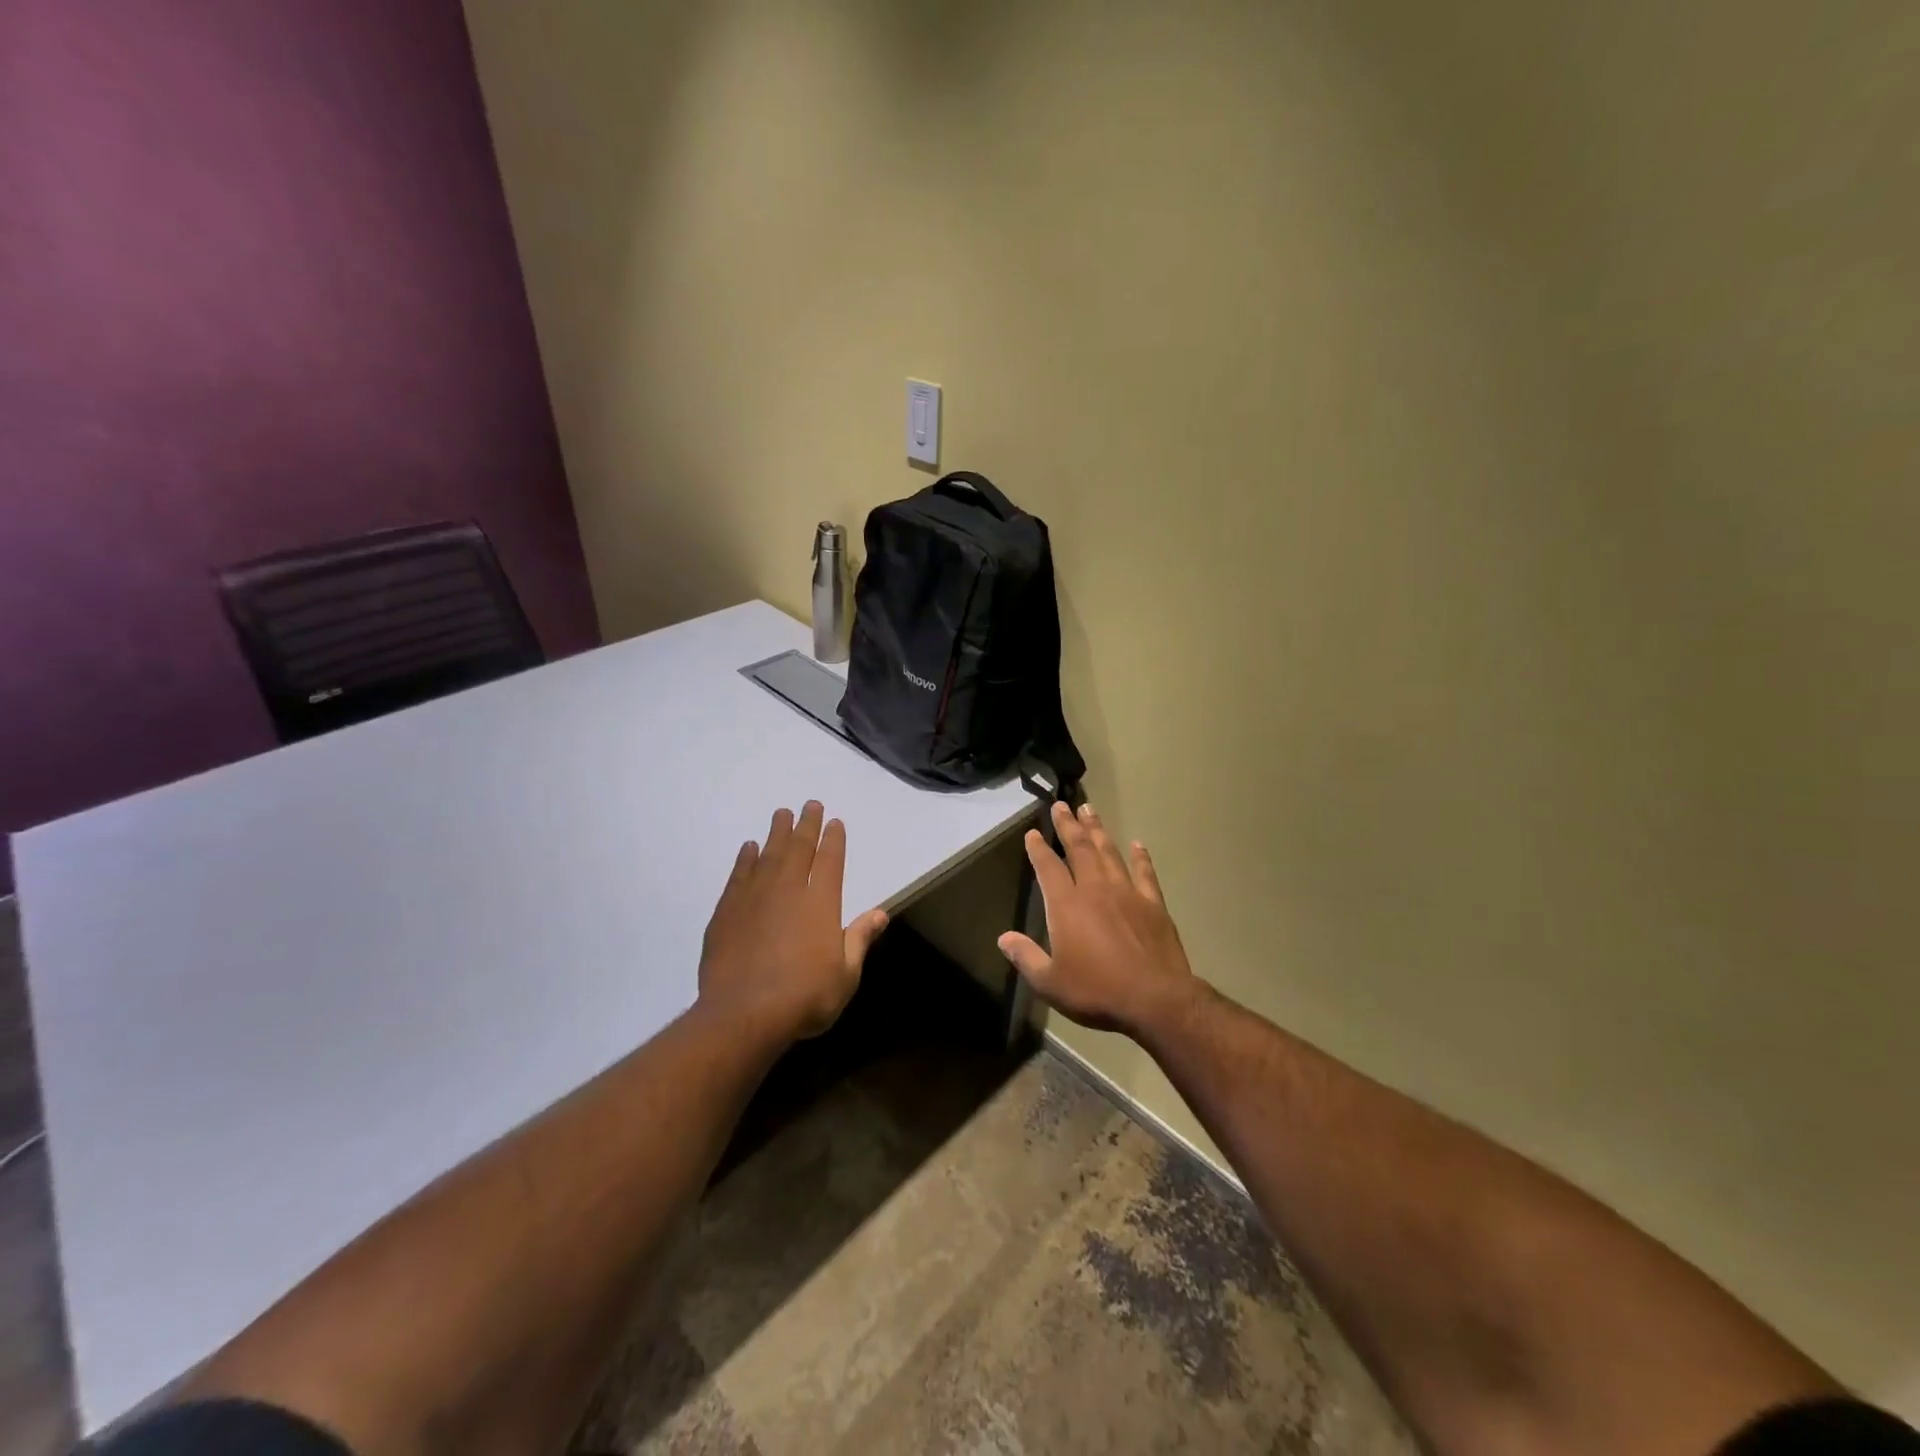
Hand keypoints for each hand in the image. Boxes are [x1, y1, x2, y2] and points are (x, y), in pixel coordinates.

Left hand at [698, 801, 889, 1042]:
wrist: (743, 1015)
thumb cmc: (804, 997)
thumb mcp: (846, 975)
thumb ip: (860, 939)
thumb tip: (880, 913)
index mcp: (821, 903)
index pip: (830, 861)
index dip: (833, 839)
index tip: (834, 822)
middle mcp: (789, 890)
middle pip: (799, 848)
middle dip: (806, 825)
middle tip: (809, 804)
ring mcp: (754, 898)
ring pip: (768, 855)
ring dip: (776, 833)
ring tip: (781, 814)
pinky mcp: (727, 911)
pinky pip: (739, 875)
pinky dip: (745, 858)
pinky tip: (748, 848)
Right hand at [998, 801, 1197, 1036]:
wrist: (1154, 999)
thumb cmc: (1096, 991)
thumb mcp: (1050, 982)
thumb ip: (1026, 958)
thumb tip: (1004, 939)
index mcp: (1066, 906)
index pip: (1048, 868)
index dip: (1038, 849)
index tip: (1032, 833)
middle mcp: (1095, 889)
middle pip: (1079, 849)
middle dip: (1068, 825)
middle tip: (1061, 805)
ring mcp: (1127, 893)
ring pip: (1109, 853)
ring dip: (1098, 830)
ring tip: (1089, 810)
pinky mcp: (1153, 904)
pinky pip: (1144, 873)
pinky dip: (1140, 857)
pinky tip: (1137, 844)